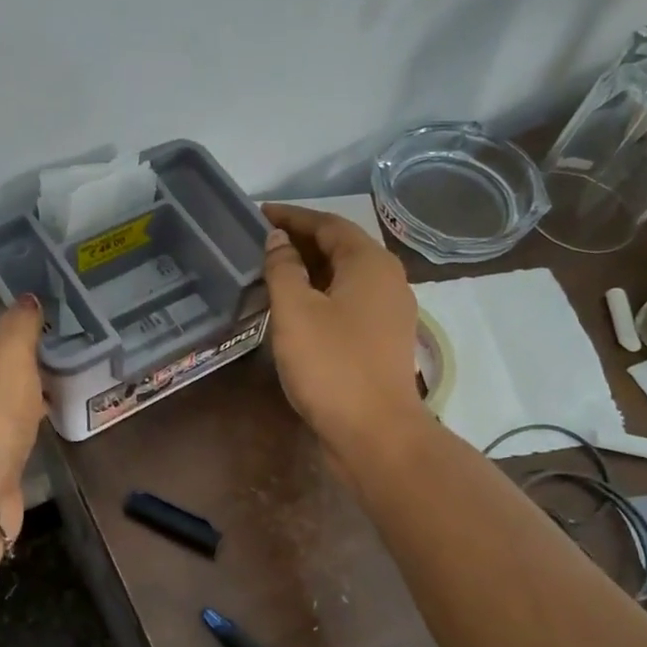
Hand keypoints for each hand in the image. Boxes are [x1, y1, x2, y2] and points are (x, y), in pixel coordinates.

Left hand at [0, 268, 46, 539]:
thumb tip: (27, 302)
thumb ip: (21, 319)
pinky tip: (57, 375)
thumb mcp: (6, 351)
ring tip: (64, 327)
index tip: (26, 258)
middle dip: (10, 308)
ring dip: (21, 348)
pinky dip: (26, 383)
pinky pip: (4, 393)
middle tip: (54, 291)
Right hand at [261, 203, 426, 465]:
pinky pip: (348, 301)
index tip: (257, 214)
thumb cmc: (332, 365)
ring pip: (344, 276)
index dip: (291, 216)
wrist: (376, 433)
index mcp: (370, 263)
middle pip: (340, 247)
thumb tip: (278, 240)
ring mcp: (389, 311)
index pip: (327, 223)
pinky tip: (295, 308)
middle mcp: (387, 279)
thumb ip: (283, 268)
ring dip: (309, 269)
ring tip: (271, 271)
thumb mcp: (295, 311)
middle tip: (259, 242)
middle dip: (300, 241)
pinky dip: (321, 294)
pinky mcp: (382, 339)